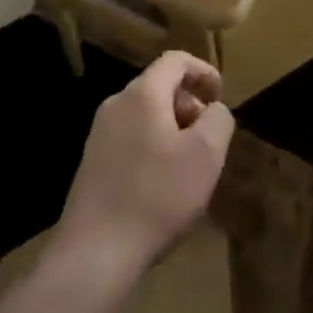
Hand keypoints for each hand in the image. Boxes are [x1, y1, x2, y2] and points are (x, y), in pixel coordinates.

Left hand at [54, 51, 234, 285]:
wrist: (94, 253)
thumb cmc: (156, 197)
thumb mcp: (205, 156)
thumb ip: (218, 120)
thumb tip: (214, 109)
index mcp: (142, 94)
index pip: (175, 60)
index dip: (203, 70)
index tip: (220, 95)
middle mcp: (116, 103)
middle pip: (159, 87)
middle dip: (189, 105)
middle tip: (209, 139)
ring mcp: (99, 133)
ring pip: (145, 115)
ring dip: (172, 129)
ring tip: (189, 166)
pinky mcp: (92, 162)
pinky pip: (130, 139)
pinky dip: (152, 148)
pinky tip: (162, 186)